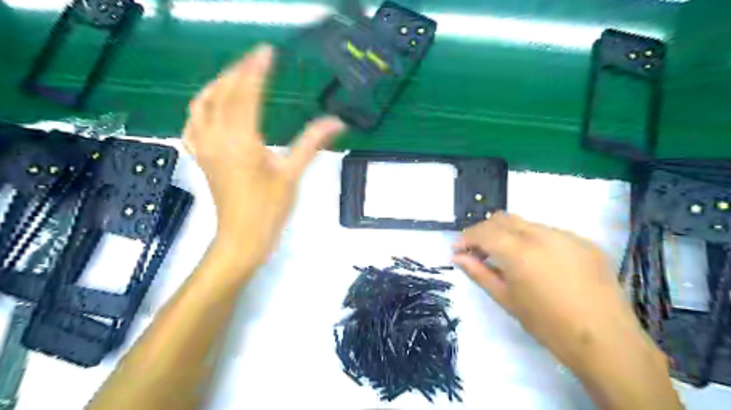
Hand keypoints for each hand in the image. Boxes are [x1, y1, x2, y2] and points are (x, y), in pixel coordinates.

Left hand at [181, 44, 343, 268]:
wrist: (242, 238)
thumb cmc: (269, 209)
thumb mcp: (292, 175)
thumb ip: (311, 143)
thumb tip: (336, 122)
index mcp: (241, 140)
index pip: (247, 94)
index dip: (257, 70)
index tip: (267, 52)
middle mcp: (217, 138)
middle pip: (223, 94)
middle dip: (239, 71)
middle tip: (257, 59)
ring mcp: (205, 148)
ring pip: (202, 105)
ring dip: (217, 84)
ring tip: (235, 75)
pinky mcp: (202, 158)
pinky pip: (192, 125)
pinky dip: (200, 108)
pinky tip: (210, 106)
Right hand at [456, 213, 646, 369]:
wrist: (606, 341)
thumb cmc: (547, 324)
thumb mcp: (506, 299)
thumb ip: (479, 273)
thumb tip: (457, 256)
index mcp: (519, 251)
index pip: (484, 231)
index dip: (466, 237)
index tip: (458, 249)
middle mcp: (541, 234)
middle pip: (503, 218)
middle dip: (485, 231)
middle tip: (479, 251)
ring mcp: (566, 235)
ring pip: (526, 223)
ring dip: (510, 234)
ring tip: (509, 257)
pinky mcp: (585, 241)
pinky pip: (550, 232)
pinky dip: (534, 240)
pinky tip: (539, 262)